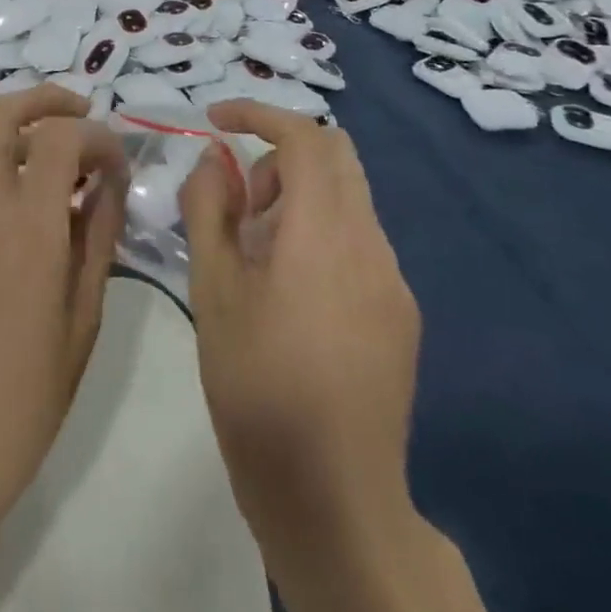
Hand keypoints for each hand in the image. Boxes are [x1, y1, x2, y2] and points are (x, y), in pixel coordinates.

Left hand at [0, 85, 125, 541]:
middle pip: (2, 114)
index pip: (59, 135)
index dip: (96, 135)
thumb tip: (109, 183)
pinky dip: (15, 181)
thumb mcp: (82, 320)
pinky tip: (43, 228)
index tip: (119, 165)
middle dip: (47, 98)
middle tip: (85, 113)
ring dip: (32, 142)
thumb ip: (98, 239)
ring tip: (75, 181)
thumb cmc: (25, 400)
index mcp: (28, 227)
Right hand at [182, 100, 467, 611]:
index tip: (215, 119)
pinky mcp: (401, 312)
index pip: (303, 136)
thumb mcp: (213, 292)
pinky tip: (291, 292)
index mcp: (323, 233)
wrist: (335, 499)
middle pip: (336, 154)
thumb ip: (209, 211)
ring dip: (299, 195)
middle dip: (281, 153)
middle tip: (241, 199)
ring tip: (257, 252)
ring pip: (348, 197)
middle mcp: (369, 243)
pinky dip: (320, 230)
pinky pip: (360, 239)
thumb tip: (213, 161)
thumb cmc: (258, 388)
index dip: (258, 113)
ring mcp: (393, 279)